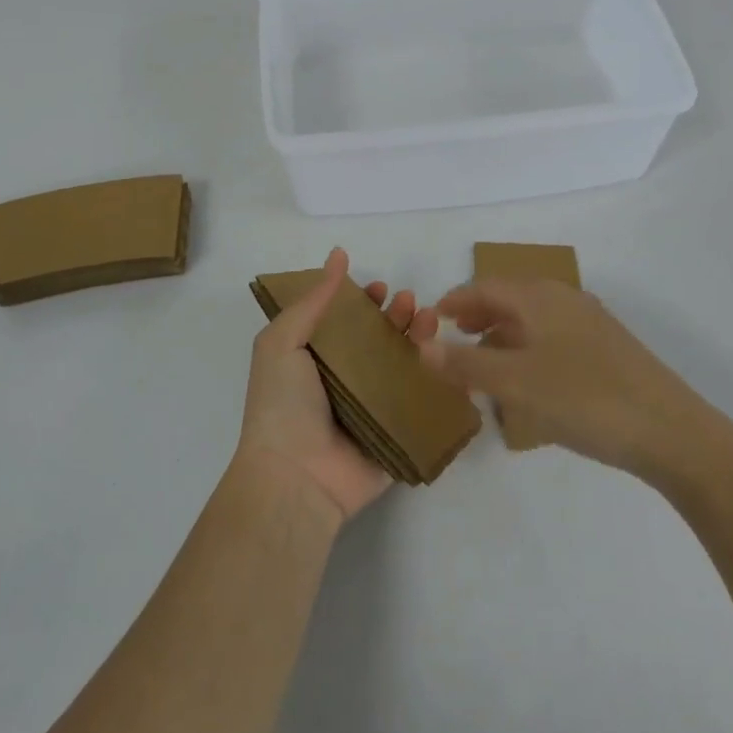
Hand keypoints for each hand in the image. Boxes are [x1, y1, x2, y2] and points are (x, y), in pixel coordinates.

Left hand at [237, 247, 436, 523]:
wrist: (295, 477)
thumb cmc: (282, 404)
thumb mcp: (283, 341)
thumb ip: (313, 300)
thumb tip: (338, 254)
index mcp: (316, 360)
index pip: (346, 323)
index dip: (363, 302)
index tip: (379, 287)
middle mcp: (346, 382)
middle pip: (379, 341)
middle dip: (396, 317)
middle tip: (409, 302)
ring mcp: (373, 410)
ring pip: (404, 367)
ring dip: (418, 340)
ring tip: (428, 320)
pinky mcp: (397, 435)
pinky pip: (422, 404)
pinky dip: (439, 381)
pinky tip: (450, 359)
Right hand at [419, 279, 706, 477]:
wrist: (672, 432)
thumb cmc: (586, 398)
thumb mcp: (516, 383)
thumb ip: (466, 364)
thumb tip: (422, 346)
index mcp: (540, 298)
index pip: (485, 287)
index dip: (455, 301)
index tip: (431, 318)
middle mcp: (564, 300)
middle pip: (510, 299)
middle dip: (478, 316)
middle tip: (453, 338)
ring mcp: (590, 325)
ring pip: (532, 320)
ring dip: (502, 335)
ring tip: (482, 363)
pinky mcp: (607, 351)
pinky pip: (553, 339)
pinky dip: (528, 351)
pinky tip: (526, 382)